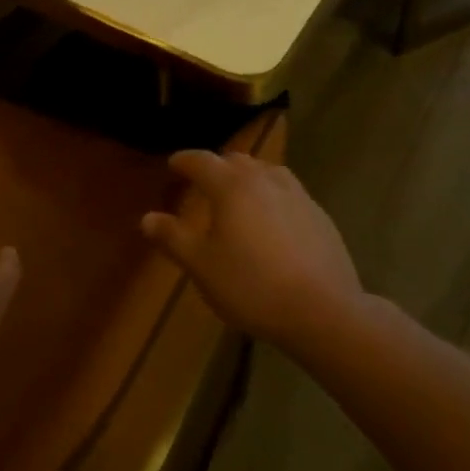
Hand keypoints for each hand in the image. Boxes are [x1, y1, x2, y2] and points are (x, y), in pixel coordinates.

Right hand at [141, 150, 363, 351]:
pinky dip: (271, 195)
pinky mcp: (318, 213)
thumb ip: (173, 238)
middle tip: (203, 181)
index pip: (201, 161)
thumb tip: (146, 218)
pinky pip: (287, 191)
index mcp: (231, 186)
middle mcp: (264, 179)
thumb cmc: (252, 286)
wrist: (322, 309)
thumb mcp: (202, 267)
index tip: (173, 164)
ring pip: (265, 172)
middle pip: (235, 161)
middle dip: (216, 166)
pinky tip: (273, 218)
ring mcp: (296, 193)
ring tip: (238, 194)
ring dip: (247, 176)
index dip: (184, 161)